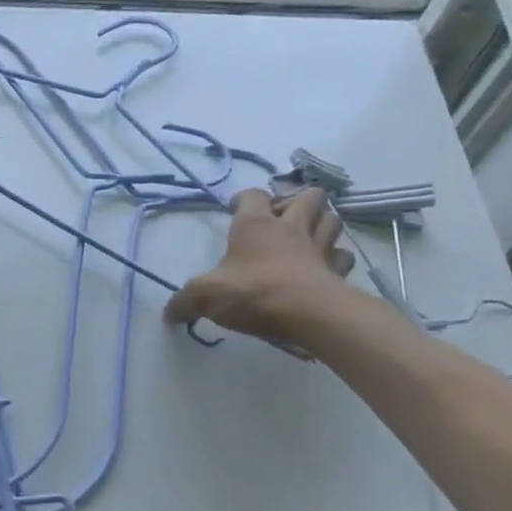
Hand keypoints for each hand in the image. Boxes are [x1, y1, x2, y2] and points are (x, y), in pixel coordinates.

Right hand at [164, 188, 355, 340]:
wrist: (310, 315)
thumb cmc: (254, 292)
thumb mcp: (205, 296)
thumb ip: (184, 301)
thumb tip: (168, 314)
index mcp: (256, 225)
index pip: (253, 195)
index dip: (243, 198)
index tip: (234, 209)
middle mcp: (291, 228)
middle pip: (308, 196)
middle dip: (296, 200)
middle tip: (281, 217)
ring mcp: (320, 248)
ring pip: (331, 219)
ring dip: (321, 222)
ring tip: (306, 235)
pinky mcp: (339, 271)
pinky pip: (343, 256)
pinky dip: (336, 257)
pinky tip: (324, 266)